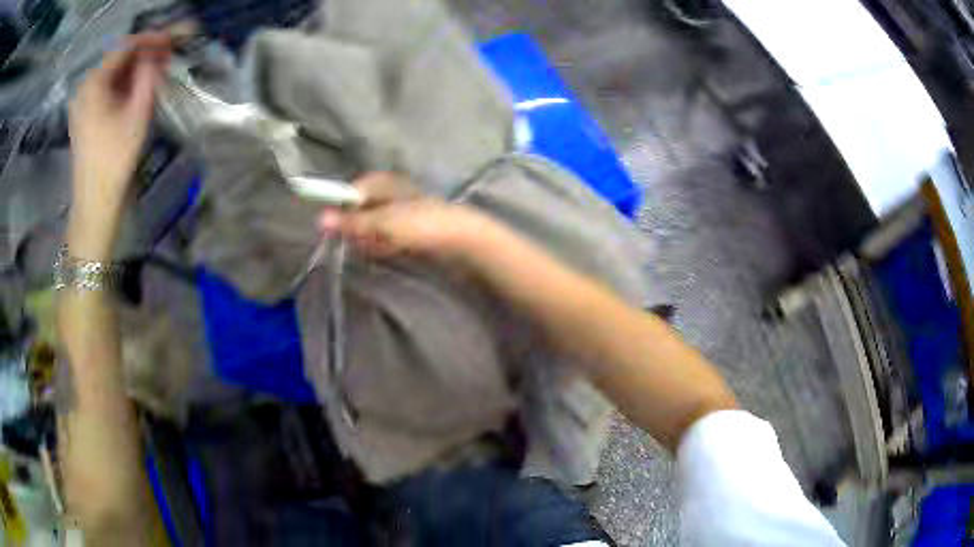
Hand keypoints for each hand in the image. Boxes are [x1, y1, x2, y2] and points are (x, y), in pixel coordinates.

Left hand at [67, 33, 169, 259]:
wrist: (95, 204)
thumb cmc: (114, 161)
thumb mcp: (137, 114)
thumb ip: (148, 76)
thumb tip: (158, 53)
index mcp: (94, 83)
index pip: (126, 46)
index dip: (151, 39)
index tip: (174, 38)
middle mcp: (87, 87)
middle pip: (119, 58)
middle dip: (144, 53)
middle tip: (169, 53)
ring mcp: (84, 102)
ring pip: (115, 73)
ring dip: (137, 68)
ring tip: (159, 68)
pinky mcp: (87, 115)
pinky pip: (109, 88)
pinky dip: (126, 83)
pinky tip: (140, 86)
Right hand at [318, 172, 493, 259]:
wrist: (463, 240)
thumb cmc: (420, 224)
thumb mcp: (382, 223)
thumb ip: (351, 223)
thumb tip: (319, 219)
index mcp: (384, 183)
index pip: (353, 190)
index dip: (343, 208)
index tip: (336, 227)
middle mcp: (391, 194)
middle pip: (361, 210)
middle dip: (358, 228)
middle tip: (362, 241)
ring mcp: (402, 213)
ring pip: (373, 227)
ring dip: (371, 240)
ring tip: (380, 247)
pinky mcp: (410, 231)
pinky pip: (388, 238)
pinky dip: (384, 245)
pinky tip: (390, 251)